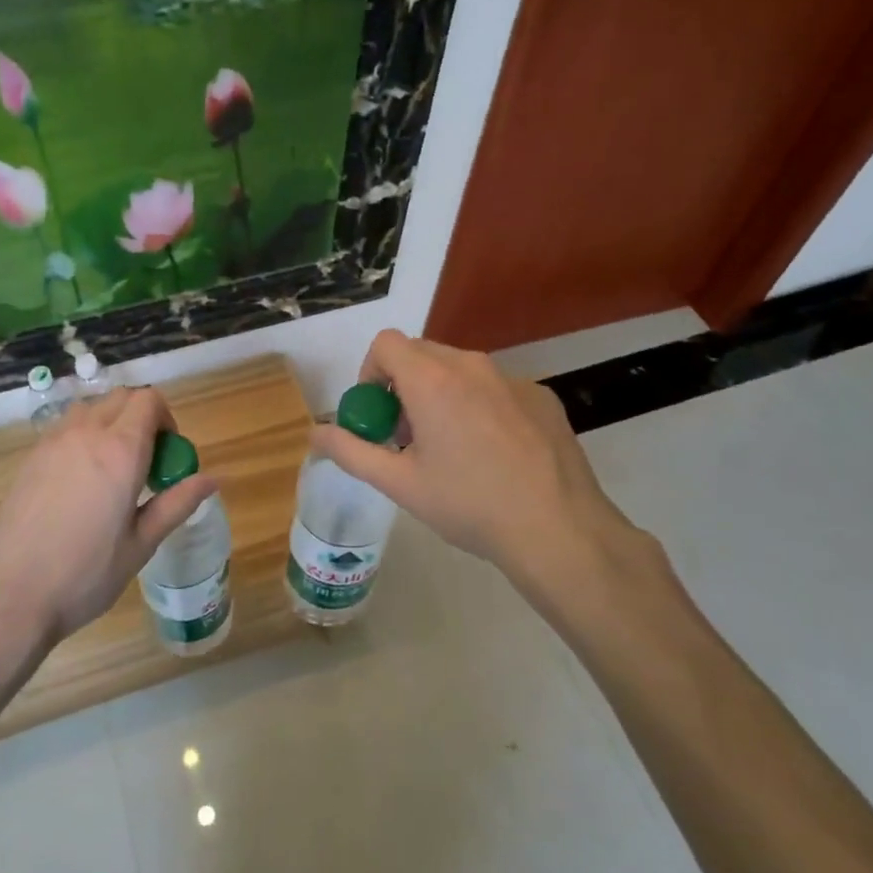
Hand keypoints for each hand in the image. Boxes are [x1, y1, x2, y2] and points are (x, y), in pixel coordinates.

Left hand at [0, 386, 218, 646]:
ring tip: (113, 470)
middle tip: (146, 463)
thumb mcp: (140, 544)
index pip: (149, 400)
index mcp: (121, 450)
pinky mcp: (31, 456)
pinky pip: (66, 427)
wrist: (5, 594)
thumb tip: (212, 479)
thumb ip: (176, 504)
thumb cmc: (83, 575)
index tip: (168, 454)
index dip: (166, 418)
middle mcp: (87, 433)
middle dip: (141, 417)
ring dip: (111, 423)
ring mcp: (53, 441)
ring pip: (92, 408)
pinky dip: (84, 436)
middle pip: (122, 397)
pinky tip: (81, 482)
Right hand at [308, 330, 663, 629]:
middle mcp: (471, 365)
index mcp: (432, 379)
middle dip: (403, 385)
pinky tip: (494, 455)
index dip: (371, 373)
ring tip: (451, 448)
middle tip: (407, 436)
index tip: (378, 415)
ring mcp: (512, 379)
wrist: (558, 529)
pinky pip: (495, 387)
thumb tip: (314, 433)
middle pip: (421, 353)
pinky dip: (480, 406)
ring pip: (460, 369)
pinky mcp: (542, 396)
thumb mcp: (399, 483)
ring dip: (441, 394)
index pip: (386, 343)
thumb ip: (350, 451)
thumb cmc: (469, 504)